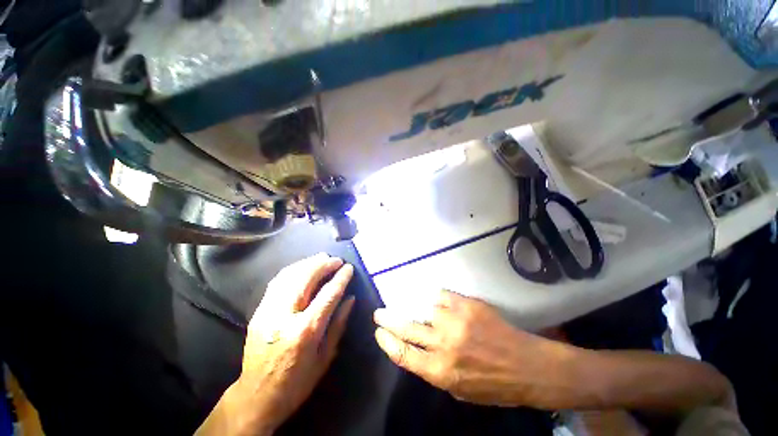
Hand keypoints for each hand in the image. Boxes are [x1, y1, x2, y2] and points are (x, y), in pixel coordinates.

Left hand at [198, 253, 355, 435]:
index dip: (340, 278)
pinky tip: (302, 267)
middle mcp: (284, 316)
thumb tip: (350, 299)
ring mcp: (267, 312)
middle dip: (323, 265)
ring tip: (322, 258)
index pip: (327, 295)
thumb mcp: (325, 357)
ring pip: (289, 276)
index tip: (349, 268)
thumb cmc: (297, 382)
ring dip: (308, 263)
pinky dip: (292, 270)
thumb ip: (338, 324)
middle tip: (336, 260)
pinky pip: (276, 282)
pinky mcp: (258, 311)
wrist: (256, 396)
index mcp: (305, 332)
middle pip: (305, 279)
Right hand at [374, 290, 564, 407]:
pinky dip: (438, 299)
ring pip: (426, 308)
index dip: (387, 342)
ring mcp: (456, 322)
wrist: (527, 366)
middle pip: (407, 328)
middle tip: (380, 313)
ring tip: (421, 309)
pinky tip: (440, 302)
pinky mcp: (468, 305)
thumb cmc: (494, 385)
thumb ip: (436, 370)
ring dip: (421, 309)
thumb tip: (419, 350)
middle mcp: (444, 345)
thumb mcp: (460, 391)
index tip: (379, 332)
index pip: (403, 355)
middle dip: (388, 319)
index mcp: (441, 371)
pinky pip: (443, 296)